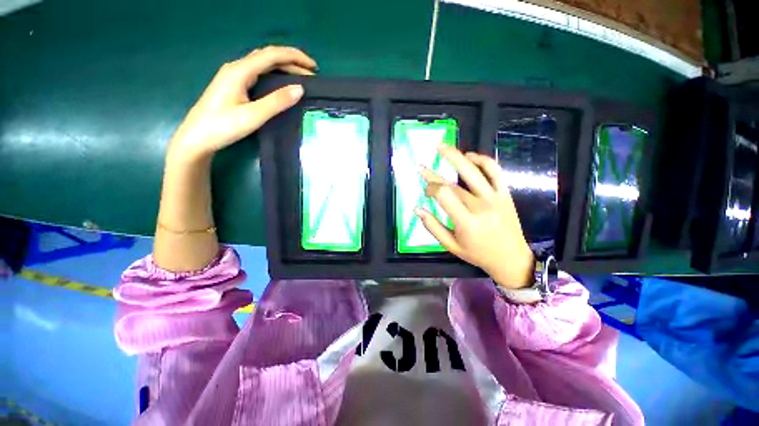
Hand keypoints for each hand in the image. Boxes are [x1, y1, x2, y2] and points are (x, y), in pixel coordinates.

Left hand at [167, 46, 316, 164]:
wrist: (196, 138)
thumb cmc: (223, 127)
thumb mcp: (253, 116)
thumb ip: (276, 101)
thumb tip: (300, 89)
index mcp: (240, 71)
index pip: (272, 55)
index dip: (294, 58)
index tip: (314, 67)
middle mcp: (237, 68)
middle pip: (268, 56)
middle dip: (291, 61)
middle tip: (311, 74)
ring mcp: (234, 75)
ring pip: (263, 63)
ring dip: (283, 66)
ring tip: (301, 76)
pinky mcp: (234, 85)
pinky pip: (258, 72)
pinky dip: (275, 73)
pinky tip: (282, 82)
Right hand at [417, 147, 534, 288]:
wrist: (511, 258)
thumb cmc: (478, 254)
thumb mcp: (451, 245)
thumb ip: (432, 226)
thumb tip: (416, 209)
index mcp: (467, 221)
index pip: (444, 195)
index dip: (430, 188)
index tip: (425, 190)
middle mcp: (481, 205)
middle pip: (453, 183)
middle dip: (433, 174)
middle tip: (421, 165)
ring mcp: (495, 197)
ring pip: (473, 170)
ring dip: (456, 156)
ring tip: (442, 146)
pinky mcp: (505, 193)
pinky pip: (495, 171)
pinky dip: (482, 159)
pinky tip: (470, 156)